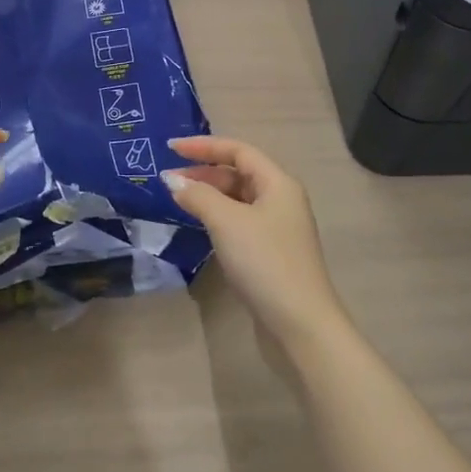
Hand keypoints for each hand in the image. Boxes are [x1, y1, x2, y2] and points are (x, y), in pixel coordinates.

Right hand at [162, 135, 348, 352]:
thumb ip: (198, 196)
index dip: (204, 146)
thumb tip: (172, 180)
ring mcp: (278, 228)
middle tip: (169, 179)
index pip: (238, 150)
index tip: (171, 148)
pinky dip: (218, 217)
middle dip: (204, 172)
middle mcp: (281, 199)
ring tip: (179, 200)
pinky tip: (200, 226)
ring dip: (209, 195)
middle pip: (239, 173)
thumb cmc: (265, 262)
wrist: (301, 325)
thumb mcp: (227, 222)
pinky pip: (240, 221)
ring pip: (238, 199)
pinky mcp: (271, 253)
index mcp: (278, 183)